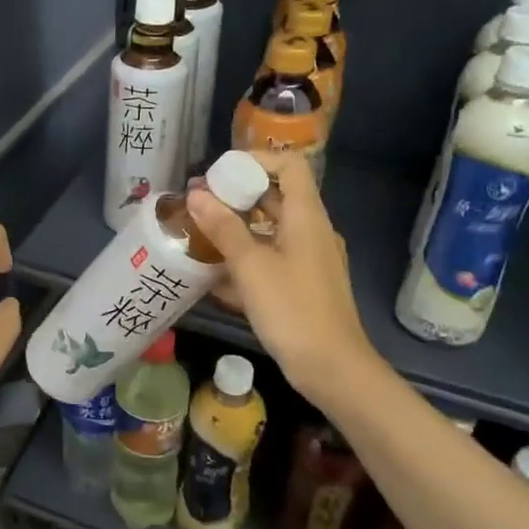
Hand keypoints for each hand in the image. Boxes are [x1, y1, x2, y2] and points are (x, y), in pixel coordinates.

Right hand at [187, 153, 373, 404]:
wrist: (332, 368)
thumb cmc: (292, 309)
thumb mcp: (251, 266)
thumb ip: (223, 228)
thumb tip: (196, 194)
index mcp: (307, 217)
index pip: (288, 165)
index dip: (255, 161)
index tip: (218, 175)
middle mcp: (311, 231)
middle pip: (275, 197)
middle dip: (235, 196)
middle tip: (197, 203)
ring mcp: (309, 260)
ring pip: (270, 230)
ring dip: (236, 228)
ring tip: (198, 235)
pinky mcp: (302, 286)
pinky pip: (271, 259)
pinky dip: (245, 258)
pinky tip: (215, 275)